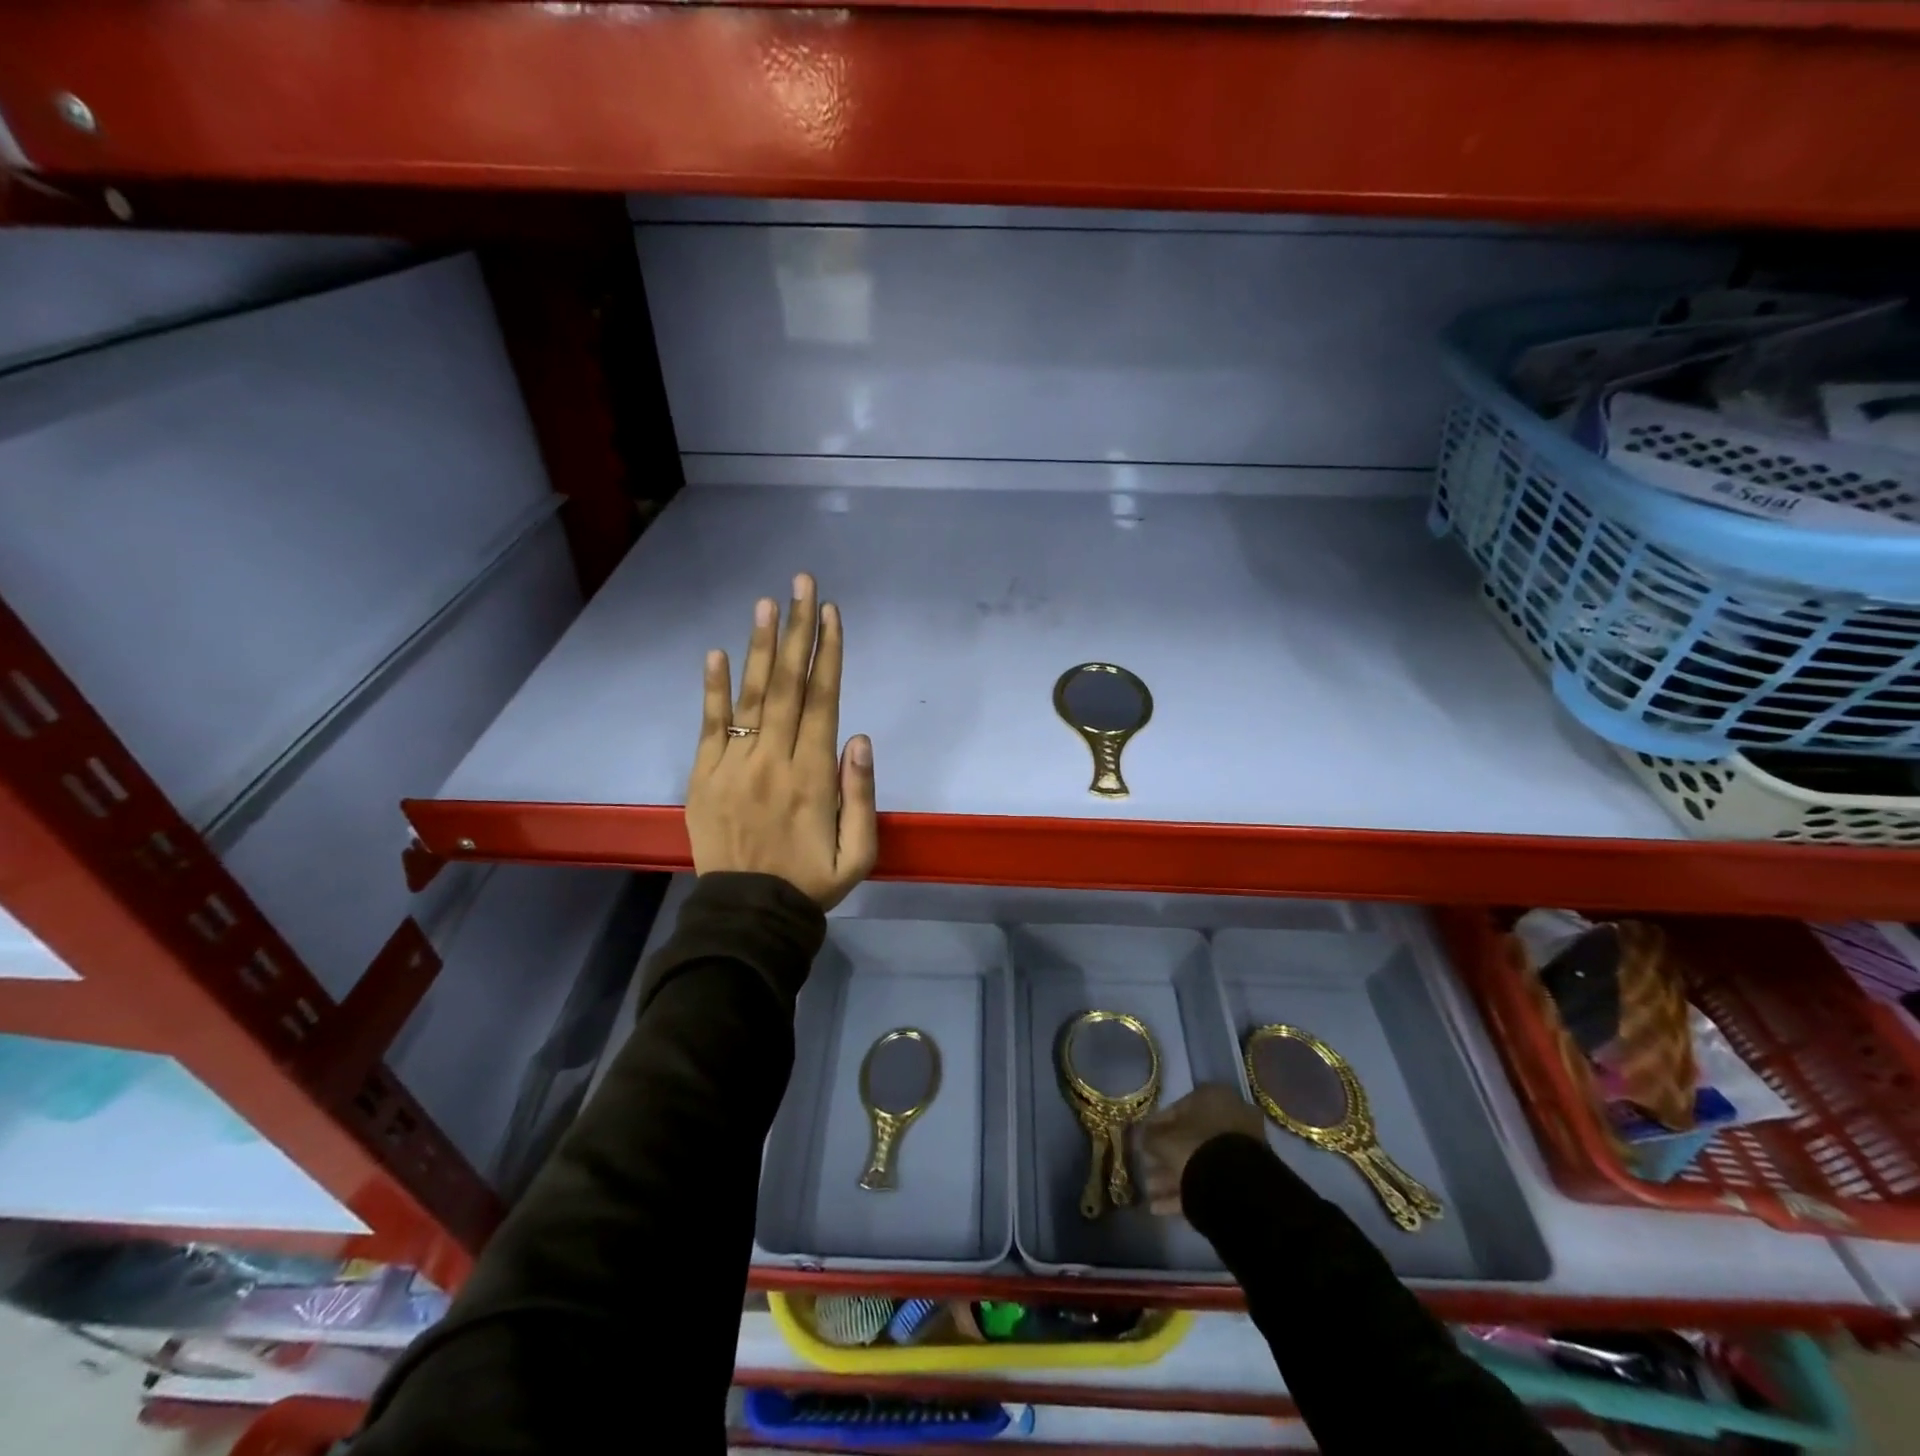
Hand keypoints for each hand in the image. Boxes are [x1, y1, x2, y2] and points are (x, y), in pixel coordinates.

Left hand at [686, 573, 876, 909]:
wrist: (748, 915)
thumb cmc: (811, 883)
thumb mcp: (859, 854)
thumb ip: (862, 796)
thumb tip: (859, 737)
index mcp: (813, 776)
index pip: (823, 701)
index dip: (828, 654)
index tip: (831, 613)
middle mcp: (774, 760)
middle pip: (789, 685)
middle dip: (797, 630)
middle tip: (801, 583)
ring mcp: (734, 765)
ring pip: (751, 696)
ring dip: (760, 647)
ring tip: (766, 603)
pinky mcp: (705, 776)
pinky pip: (710, 726)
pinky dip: (712, 689)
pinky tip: (716, 653)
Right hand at [1137, 1084, 1267, 1215]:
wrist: (1235, 1187)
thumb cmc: (1194, 1147)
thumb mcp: (1162, 1139)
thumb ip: (1148, 1136)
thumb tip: (1139, 1136)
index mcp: (1212, 1097)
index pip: (1176, 1109)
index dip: (1155, 1128)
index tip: (1142, 1143)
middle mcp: (1229, 1117)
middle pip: (1189, 1137)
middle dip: (1166, 1156)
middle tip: (1146, 1170)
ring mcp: (1240, 1148)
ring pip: (1200, 1160)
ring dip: (1173, 1176)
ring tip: (1151, 1193)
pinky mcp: (1245, 1177)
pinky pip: (1211, 1180)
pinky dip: (1188, 1190)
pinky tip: (1162, 1207)